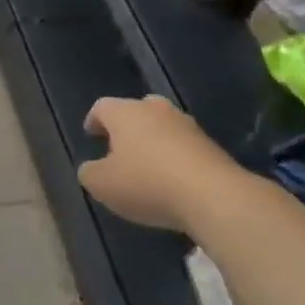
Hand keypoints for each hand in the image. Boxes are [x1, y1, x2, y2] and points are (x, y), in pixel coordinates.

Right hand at [78, 96, 236, 232]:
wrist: (215, 197)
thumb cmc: (146, 183)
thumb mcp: (101, 184)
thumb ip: (89, 172)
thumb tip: (92, 168)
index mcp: (125, 113)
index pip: (102, 107)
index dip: (93, 121)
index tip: (91, 135)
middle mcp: (156, 110)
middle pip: (137, 110)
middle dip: (127, 127)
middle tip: (119, 148)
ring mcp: (188, 126)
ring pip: (163, 128)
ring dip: (153, 143)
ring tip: (146, 168)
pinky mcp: (213, 147)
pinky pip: (184, 148)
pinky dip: (174, 159)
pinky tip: (171, 183)